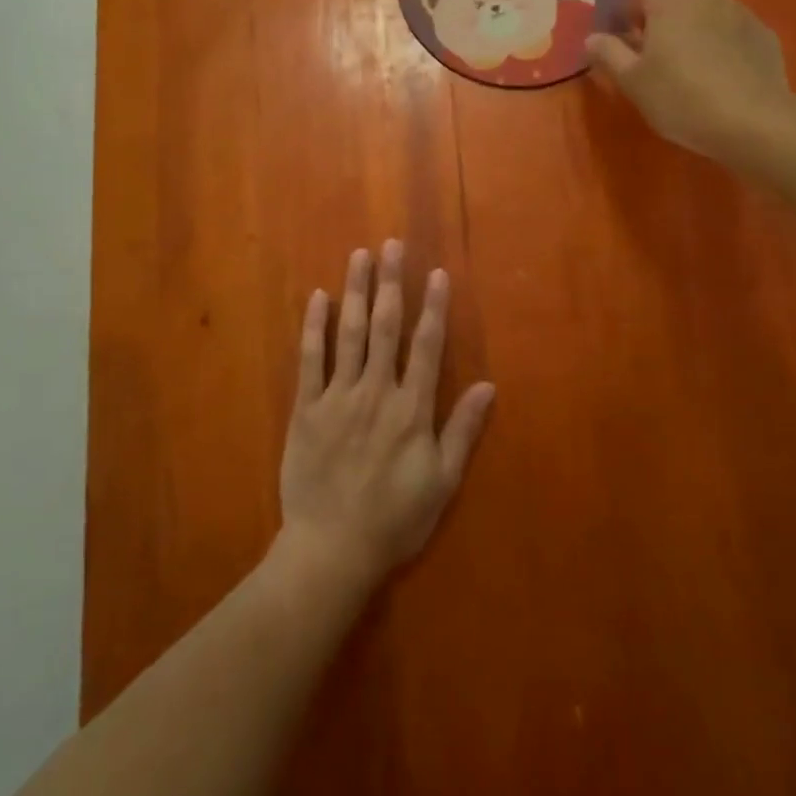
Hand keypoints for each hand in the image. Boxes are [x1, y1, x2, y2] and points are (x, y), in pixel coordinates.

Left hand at [276, 242, 495, 595]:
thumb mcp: (441, 482)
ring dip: (355, 291)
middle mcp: (376, 392)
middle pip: (386, 327)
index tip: (436, 273)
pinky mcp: (306, 408)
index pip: (427, 346)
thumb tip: (489, 386)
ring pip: (349, 333)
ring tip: (359, 256)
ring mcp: (338, 397)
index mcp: (412, 409)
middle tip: (392, 245)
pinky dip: (314, 327)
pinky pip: (310, 359)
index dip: (433, 307)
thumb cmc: (394, 520)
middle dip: (391, 283)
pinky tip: (317, 298)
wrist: (331, 551)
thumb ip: (462, 430)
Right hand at [585, 0, 795, 163]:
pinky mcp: (763, 33)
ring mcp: (740, 12)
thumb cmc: (681, 98)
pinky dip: (719, 29)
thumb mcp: (633, 82)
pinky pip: (733, 20)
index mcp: (670, 1)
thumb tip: (591, 38)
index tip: (621, 11)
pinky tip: (716, 62)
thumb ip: (609, 54)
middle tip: (650, 25)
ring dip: (692, 9)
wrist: (754, 122)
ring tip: (683, 44)